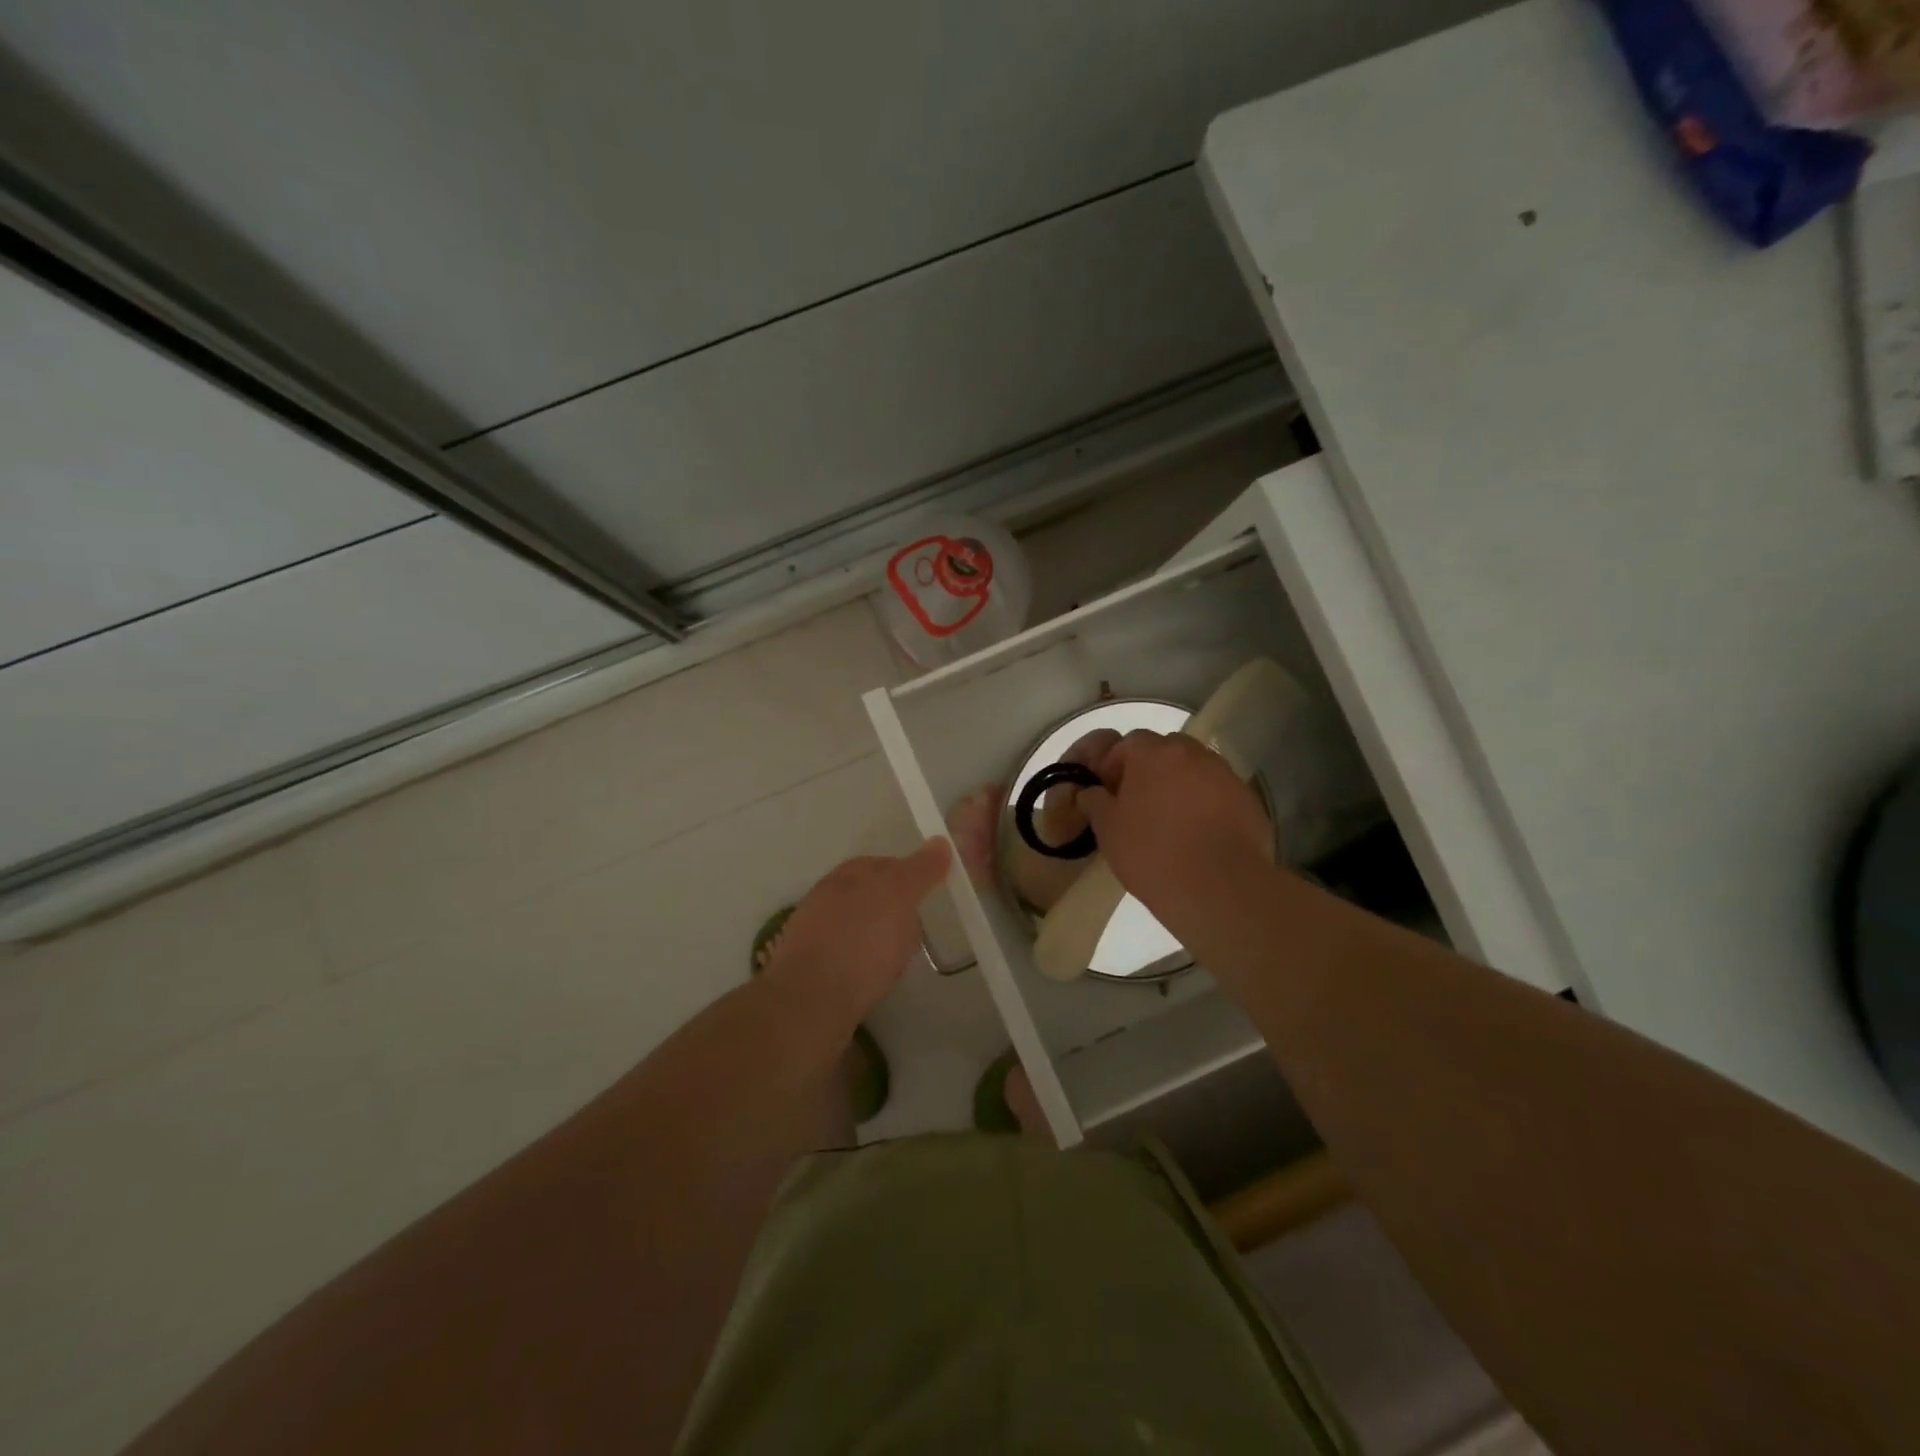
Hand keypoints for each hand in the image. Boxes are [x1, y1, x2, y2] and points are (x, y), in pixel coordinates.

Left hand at [759, 838, 950, 1027]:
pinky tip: (867, 976)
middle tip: (914, 929)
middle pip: (866, 893)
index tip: (928, 896)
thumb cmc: (861, 944)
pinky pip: (842, 952)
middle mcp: (826, 895)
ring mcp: (811, 930)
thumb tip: (940, 842)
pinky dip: (857, 958)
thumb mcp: (899, 897)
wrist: (809, 1001)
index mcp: (848, 874)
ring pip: (852, 923)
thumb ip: (920, 871)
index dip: (909, 876)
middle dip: (890, 905)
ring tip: (892, 957)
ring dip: (872, 933)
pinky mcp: (806, 965)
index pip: (884, 864)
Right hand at [1080, 731, 1272, 913]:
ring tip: (1171, 823)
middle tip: (1139, 806)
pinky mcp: (1248, 799)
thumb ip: (1095, 802)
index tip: (1109, 795)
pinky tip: (1199, 836)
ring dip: (1180, 786)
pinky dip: (1207, 806)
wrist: (1218, 889)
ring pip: (1194, 771)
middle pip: (1165, 751)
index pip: (1127, 744)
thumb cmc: (1152, 854)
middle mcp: (1192, 753)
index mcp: (1153, 753)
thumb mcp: (1108, 830)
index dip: (1114, 767)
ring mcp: (1225, 775)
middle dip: (1150, 771)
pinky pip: (1218, 793)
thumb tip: (1089, 792)